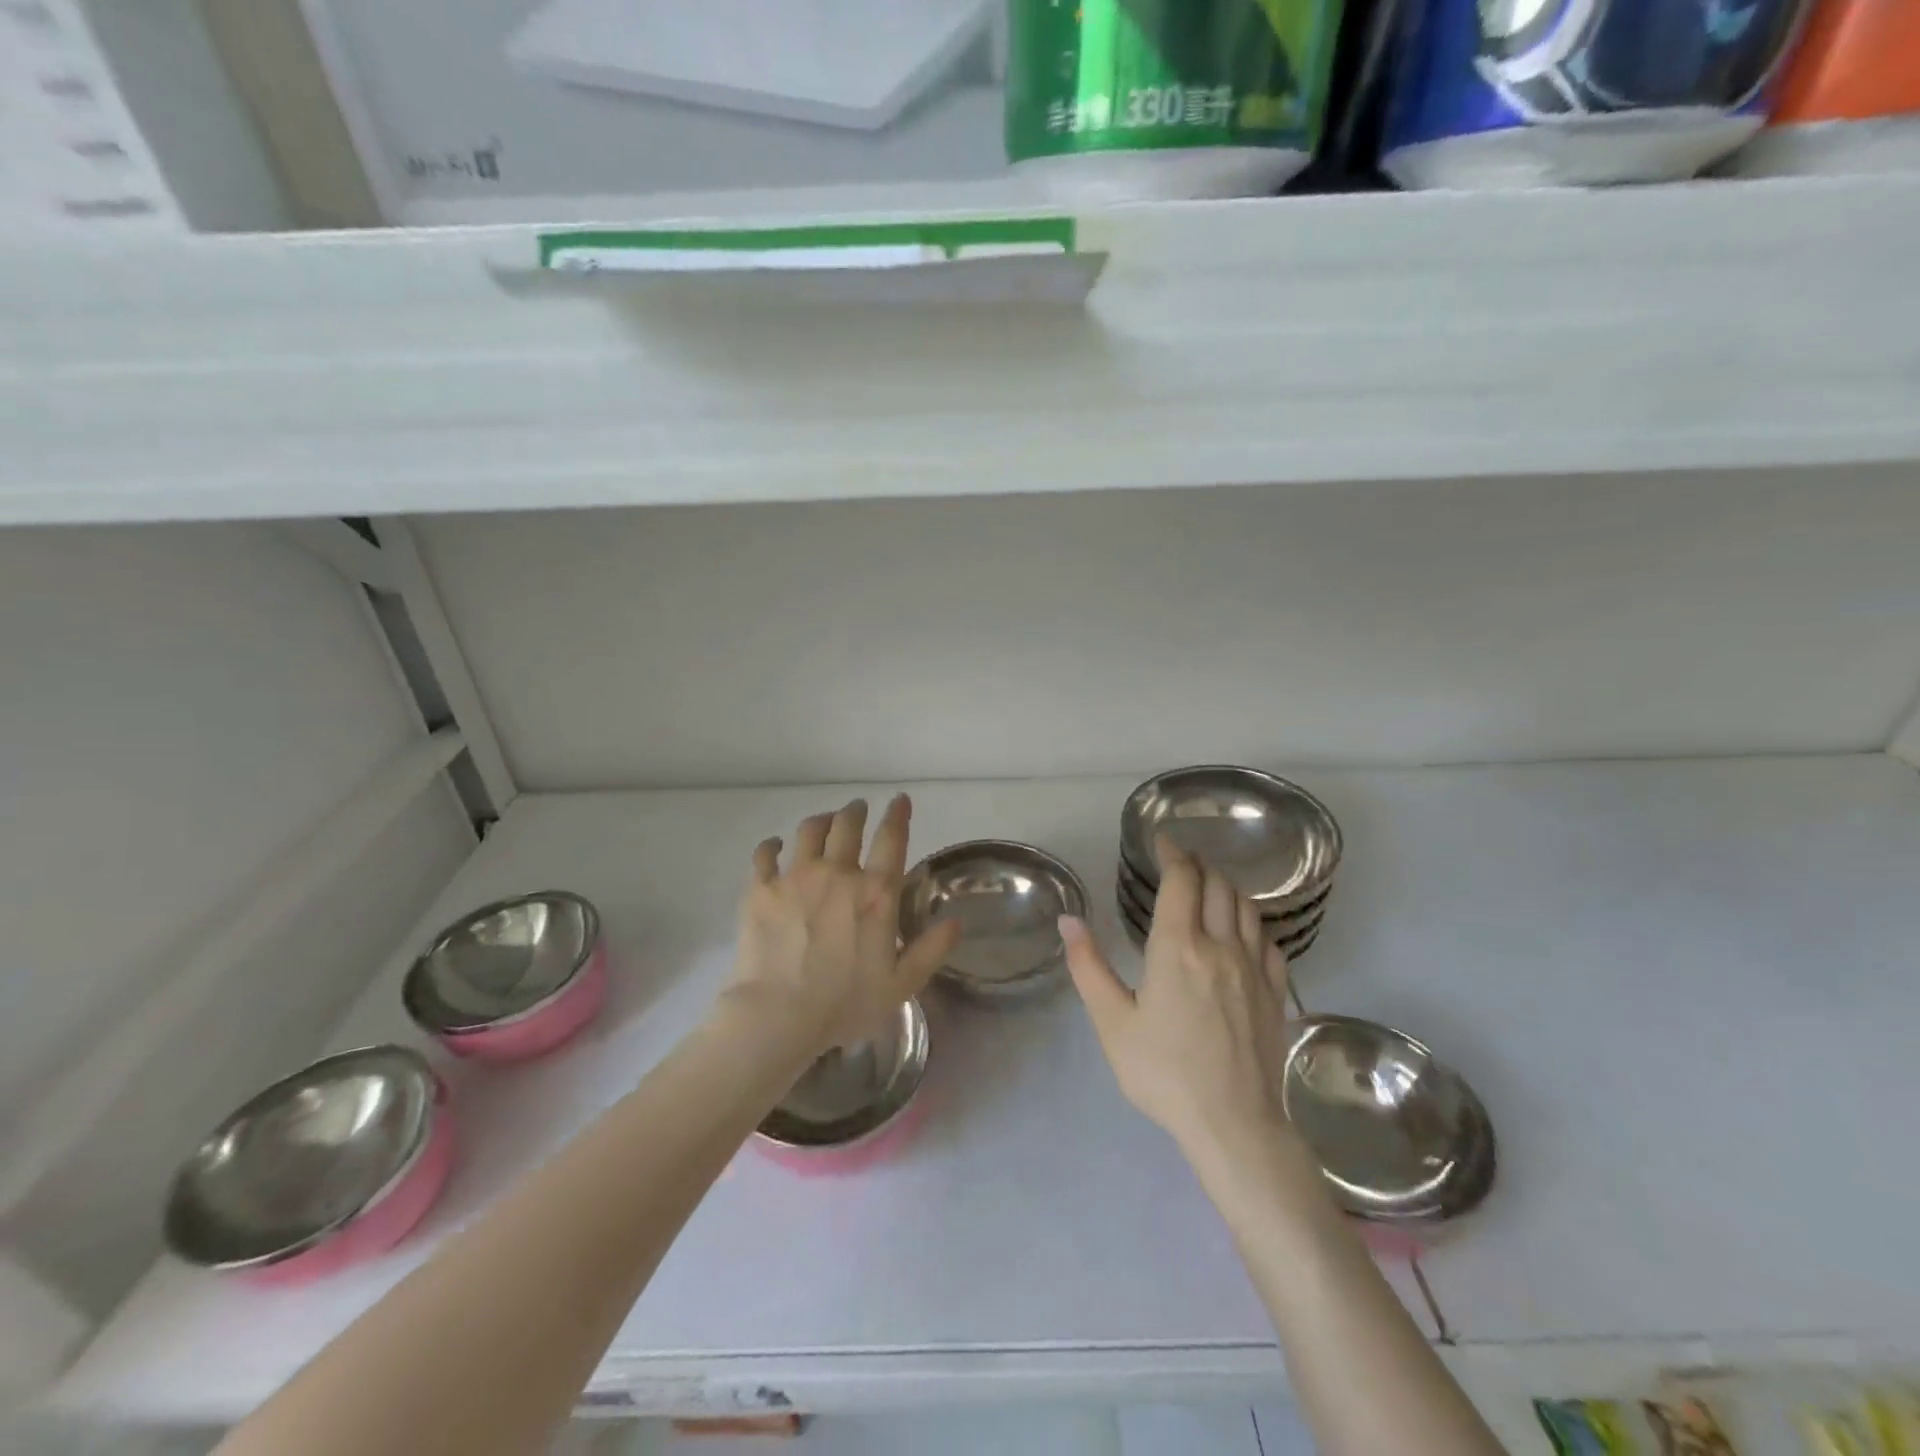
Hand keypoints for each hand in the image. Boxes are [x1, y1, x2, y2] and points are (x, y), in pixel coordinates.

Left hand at [725, 794, 961, 1056]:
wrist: (777, 1015)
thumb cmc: (844, 1003)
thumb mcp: (902, 984)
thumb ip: (932, 949)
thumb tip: (957, 920)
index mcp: (875, 893)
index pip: (891, 839)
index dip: (897, 814)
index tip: (899, 800)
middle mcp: (837, 873)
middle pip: (847, 824)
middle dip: (855, 811)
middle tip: (858, 809)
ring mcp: (796, 876)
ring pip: (810, 830)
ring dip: (821, 820)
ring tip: (824, 821)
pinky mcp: (762, 888)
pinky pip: (765, 853)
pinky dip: (772, 845)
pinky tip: (775, 845)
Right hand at [1061, 836, 1295, 1154]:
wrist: (1234, 1124)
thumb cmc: (1163, 1073)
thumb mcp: (1112, 1022)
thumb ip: (1088, 966)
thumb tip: (1068, 919)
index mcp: (1177, 947)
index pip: (1182, 880)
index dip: (1172, 853)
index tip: (1162, 840)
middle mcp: (1220, 945)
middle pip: (1217, 885)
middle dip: (1198, 865)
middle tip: (1180, 863)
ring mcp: (1254, 968)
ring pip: (1246, 906)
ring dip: (1226, 887)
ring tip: (1209, 888)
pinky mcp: (1274, 991)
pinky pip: (1268, 938)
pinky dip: (1251, 921)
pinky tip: (1242, 931)